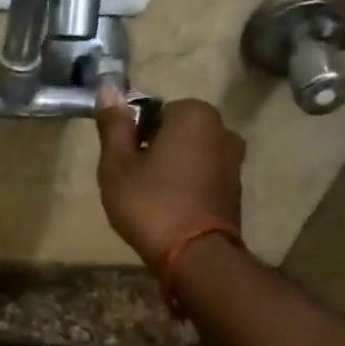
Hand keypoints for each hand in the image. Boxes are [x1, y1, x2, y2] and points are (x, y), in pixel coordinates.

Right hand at [93, 91, 245, 269]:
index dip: (134, 136)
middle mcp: (223, 129)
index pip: (155, 111)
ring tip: (150, 199)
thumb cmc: (150, 204)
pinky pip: (202, 177)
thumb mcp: (117, 165)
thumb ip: (113, 126)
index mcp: (194, 114)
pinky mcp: (236, 189)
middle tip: (133, 181)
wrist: (195, 255)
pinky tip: (170, 210)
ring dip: (171, 169)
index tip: (123, 162)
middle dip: (155, 150)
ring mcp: (234, 160)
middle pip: (175, 132)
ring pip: (190, 155)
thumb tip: (108, 90)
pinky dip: (186, 187)